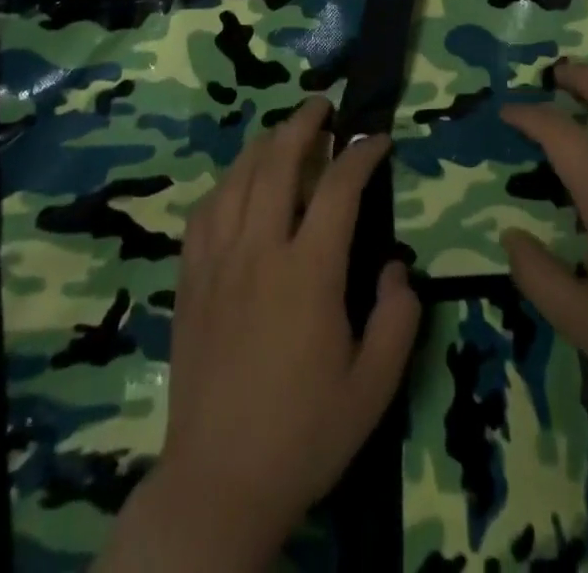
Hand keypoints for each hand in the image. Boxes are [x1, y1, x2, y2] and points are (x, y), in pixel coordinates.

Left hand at [102, 97, 420, 569]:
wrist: (219, 482)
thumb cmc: (304, 433)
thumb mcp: (374, 387)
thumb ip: (398, 318)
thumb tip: (396, 267)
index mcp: (308, 272)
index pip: (339, 187)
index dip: (362, 153)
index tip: (378, 139)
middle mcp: (259, 250)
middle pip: (278, 162)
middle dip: (303, 123)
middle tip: (323, 106)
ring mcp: (217, 262)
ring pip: (237, 178)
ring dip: (264, 145)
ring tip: (284, 134)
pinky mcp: (190, 280)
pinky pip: (204, 212)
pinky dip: (225, 184)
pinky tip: (237, 186)